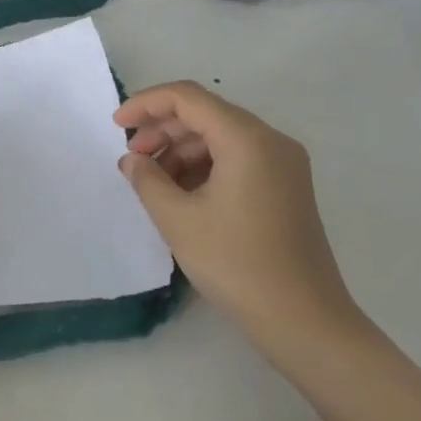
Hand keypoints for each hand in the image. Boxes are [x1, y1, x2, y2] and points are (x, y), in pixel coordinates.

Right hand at [114, 81, 362, 355]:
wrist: (305, 321)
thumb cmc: (237, 264)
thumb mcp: (178, 220)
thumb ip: (147, 179)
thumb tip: (132, 160)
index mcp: (247, 139)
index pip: (188, 98)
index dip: (146, 104)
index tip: (115, 125)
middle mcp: (270, 141)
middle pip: (206, 113)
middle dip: (162, 128)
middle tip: (132, 157)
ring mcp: (283, 164)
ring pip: (220, 136)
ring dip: (181, 149)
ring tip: (153, 181)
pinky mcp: (286, 187)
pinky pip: (237, 158)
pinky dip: (204, 166)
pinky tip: (182, 193)